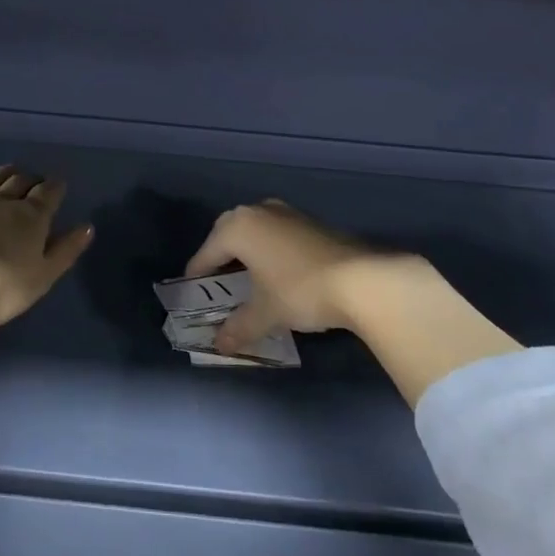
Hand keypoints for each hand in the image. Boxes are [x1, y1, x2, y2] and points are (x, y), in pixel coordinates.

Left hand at [0, 165, 93, 327]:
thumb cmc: (1, 287)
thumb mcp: (42, 276)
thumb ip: (66, 250)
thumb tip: (88, 226)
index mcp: (30, 216)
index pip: (48, 192)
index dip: (55, 187)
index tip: (58, 186)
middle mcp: (1, 201)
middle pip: (19, 181)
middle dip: (30, 179)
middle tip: (34, 182)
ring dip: (3, 175)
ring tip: (9, 174)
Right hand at [182, 200, 436, 354]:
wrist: (362, 279)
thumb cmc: (300, 290)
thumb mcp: (265, 313)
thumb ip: (238, 327)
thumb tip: (220, 344)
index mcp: (238, 227)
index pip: (207, 251)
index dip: (198, 273)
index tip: (191, 290)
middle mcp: (258, 211)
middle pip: (228, 232)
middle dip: (220, 254)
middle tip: (217, 280)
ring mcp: (286, 212)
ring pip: (255, 228)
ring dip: (247, 249)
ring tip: (247, 276)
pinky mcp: (310, 221)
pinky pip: (276, 232)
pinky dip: (269, 248)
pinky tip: (277, 271)